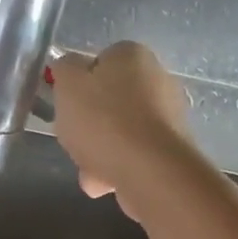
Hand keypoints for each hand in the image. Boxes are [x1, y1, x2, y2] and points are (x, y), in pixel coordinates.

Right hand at [49, 42, 192, 216]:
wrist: (151, 171)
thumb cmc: (104, 121)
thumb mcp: (68, 86)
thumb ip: (64, 70)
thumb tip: (71, 68)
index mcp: (133, 55)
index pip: (100, 62)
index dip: (79, 85)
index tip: (68, 106)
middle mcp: (158, 78)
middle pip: (110, 101)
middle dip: (90, 125)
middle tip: (75, 141)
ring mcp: (169, 116)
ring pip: (121, 132)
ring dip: (101, 151)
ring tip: (89, 172)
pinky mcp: (172, 149)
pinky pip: (135, 155)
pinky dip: (119, 167)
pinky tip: (106, 183)